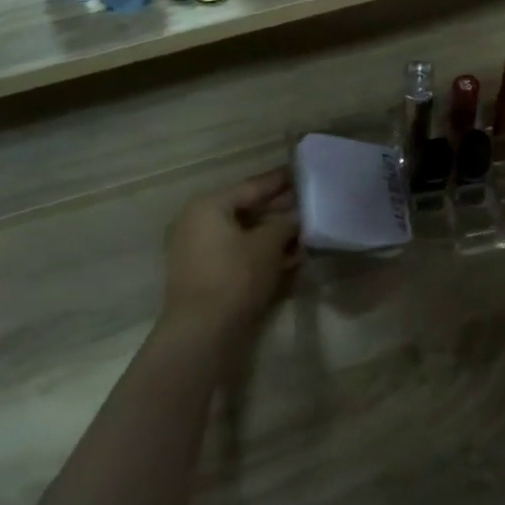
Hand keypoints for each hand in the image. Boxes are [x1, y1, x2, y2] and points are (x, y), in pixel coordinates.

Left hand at [162, 170, 300, 337]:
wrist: (202, 332)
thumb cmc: (235, 276)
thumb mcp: (268, 245)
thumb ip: (286, 223)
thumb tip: (297, 215)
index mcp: (209, 206)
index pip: (252, 186)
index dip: (279, 181)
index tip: (301, 172)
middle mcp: (197, 221)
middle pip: (246, 209)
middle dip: (278, 210)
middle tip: (308, 205)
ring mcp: (197, 249)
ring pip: (243, 233)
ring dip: (272, 234)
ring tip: (304, 233)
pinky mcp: (203, 273)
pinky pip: (236, 252)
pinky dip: (259, 252)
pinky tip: (288, 257)